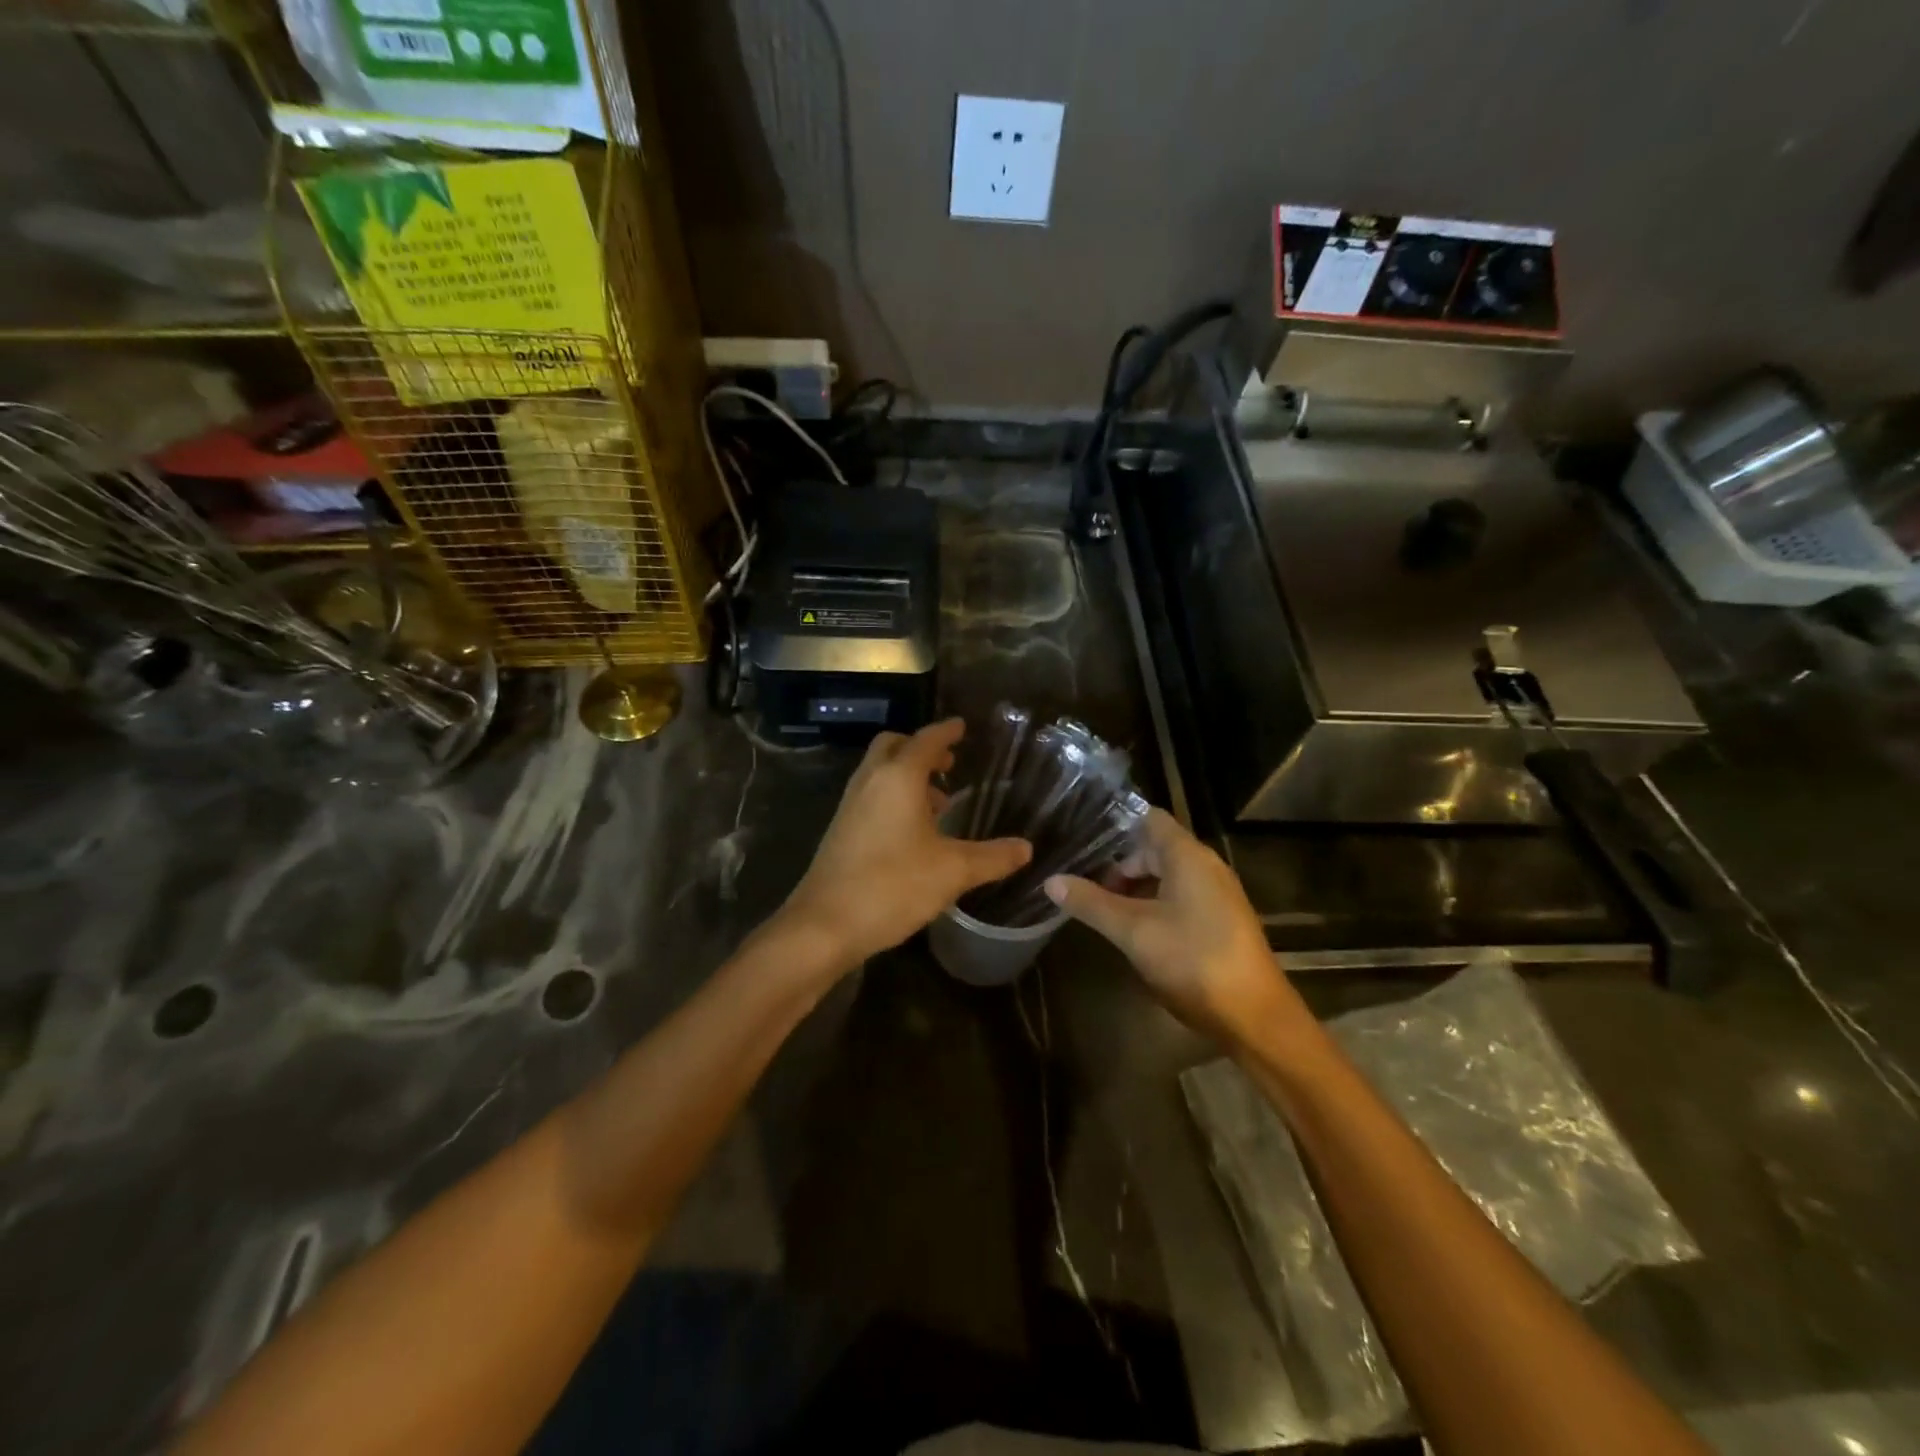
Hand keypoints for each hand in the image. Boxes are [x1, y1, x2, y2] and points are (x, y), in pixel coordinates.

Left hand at [780, 719, 1031, 972]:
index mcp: (898, 778)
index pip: (926, 740)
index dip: (946, 732)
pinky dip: (892, 798)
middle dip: (921, 749)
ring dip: (906, 776)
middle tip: (949, 764)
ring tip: (938, 802)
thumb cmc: (893, 886)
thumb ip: (992, 858)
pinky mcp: (840, 831)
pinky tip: (912, 833)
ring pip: (879, 773)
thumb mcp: (953, 871)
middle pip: (893, 747)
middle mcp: (870, 782)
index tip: (962, 726)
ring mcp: (849, 806)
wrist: (824, 925)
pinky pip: (870, 796)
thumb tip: (1026, 848)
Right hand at [1044, 809, 1308, 1048]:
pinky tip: (1132, 928)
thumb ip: (1091, 903)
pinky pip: (1180, 896)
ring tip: (1099, 907)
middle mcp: (1206, 866)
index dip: (1114, 823)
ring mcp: (1216, 894)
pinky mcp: (1221, 920)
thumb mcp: (1132, 931)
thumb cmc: (1192, 960)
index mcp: (1187, 856)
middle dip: (1118, 863)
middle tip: (1082, 882)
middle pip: (1154, 848)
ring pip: (1166, 875)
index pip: (1148, 817)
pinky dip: (1153, 902)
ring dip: (1134, 887)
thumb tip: (1051, 881)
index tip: (1080, 833)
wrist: (1254, 1016)